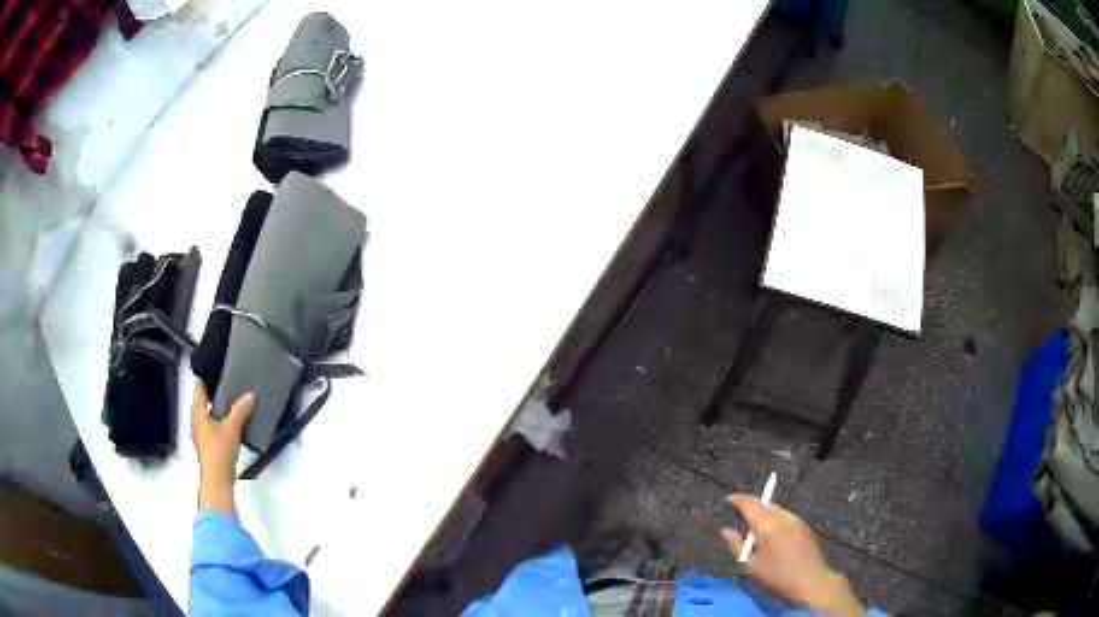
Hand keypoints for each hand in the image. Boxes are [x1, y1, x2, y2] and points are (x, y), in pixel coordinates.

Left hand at [191, 380, 254, 513]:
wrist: (217, 479)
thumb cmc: (219, 450)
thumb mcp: (232, 427)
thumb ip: (240, 410)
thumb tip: (250, 395)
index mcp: (198, 413)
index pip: (198, 388)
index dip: (205, 378)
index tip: (214, 370)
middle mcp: (196, 422)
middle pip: (202, 402)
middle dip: (212, 394)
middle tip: (225, 385)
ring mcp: (201, 435)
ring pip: (207, 416)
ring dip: (215, 409)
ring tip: (230, 403)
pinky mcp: (208, 446)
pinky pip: (212, 427)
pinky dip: (219, 422)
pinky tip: (230, 424)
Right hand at [721, 495, 864, 616]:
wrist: (810, 580)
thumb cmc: (776, 575)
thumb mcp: (750, 565)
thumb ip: (736, 545)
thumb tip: (726, 530)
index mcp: (766, 524)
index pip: (749, 503)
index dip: (737, 499)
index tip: (728, 500)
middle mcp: (782, 516)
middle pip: (763, 503)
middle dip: (750, 506)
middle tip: (738, 515)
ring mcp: (795, 519)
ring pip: (776, 509)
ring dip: (764, 513)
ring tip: (755, 526)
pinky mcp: (804, 525)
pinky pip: (785, 516)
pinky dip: (775, 519)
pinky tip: (773, 535)